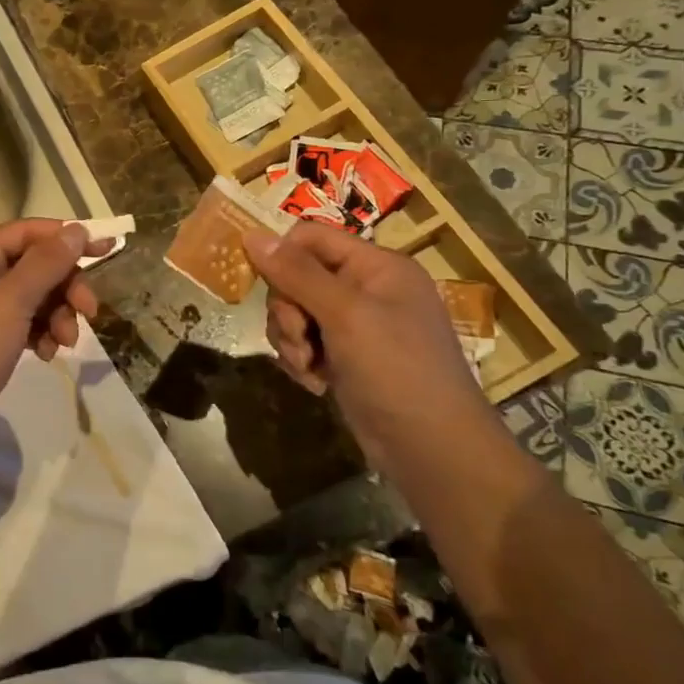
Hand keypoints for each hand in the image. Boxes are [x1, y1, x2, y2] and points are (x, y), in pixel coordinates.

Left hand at [0, 220, 107, 435]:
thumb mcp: (10, 303)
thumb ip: (45, 264)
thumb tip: (75, 230)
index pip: (26, 232)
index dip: (67, 238)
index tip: (107, 250)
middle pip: (31, 265)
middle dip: (63, 286)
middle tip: (90, 312)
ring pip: (29, 297)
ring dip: (54, 314)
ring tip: (65, 343)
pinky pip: (18, 324)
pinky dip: (38, 334)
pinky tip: (46, 355)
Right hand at [243, 223, 488, 449]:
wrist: (432, 450)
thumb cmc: (396, 370)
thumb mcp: (345, 315)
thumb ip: (297, 273)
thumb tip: (250, 233)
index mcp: (377, 266)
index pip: (310, 237)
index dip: (283, 257)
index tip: (268, 288)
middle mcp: (366, 288)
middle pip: (296, 276)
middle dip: (287, 310)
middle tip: (301, 339)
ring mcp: (356, 325)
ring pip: (294, 312)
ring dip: (291, 339)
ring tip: (308, 367)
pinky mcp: (345, 356)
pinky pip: (303, 342)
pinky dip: (301, 360)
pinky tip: (315, 382)